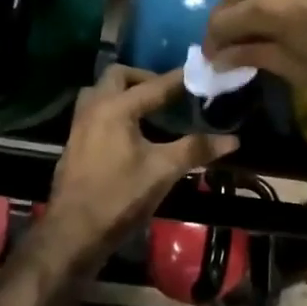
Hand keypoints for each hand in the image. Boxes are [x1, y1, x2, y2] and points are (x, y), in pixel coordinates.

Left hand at [41, 65, 238, 265]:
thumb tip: (232, 140)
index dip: (179, 80)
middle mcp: (93, 108)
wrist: (74, 232)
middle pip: (118, 77)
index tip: (199, 73)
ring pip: (100, 93)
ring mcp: (79, 126)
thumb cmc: (119, 197)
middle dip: (144, 78)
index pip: (154, 85)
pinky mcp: (74, 144)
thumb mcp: (163, 171)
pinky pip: (94, 112)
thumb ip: (195, 149)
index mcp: (115, 108)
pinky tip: (130, 133)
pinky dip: (113, 111)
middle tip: (168, 94)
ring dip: (123, 93)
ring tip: (148, 109)